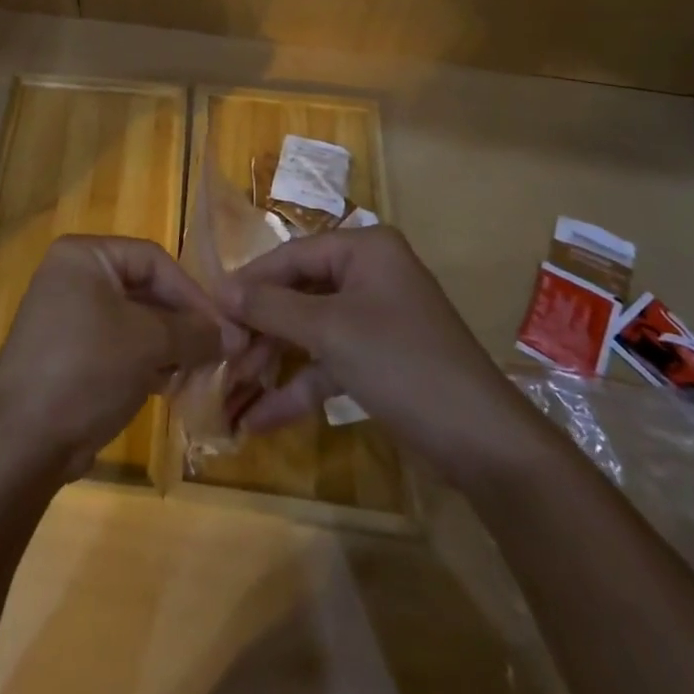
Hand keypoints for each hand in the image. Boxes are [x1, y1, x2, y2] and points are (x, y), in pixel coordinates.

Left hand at [0, 236, 241, 482]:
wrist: (22, 441)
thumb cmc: (87, 368)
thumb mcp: (147, 343)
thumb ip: (193, 332)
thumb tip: (234, 335)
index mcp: (84, 256)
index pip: (152, 260)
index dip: (191, 292)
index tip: (223, 327)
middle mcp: (73, 277)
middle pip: (144, 289)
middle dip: (182, 323)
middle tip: (217, 352)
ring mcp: (68, 317)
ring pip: (134, 321)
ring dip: (168, 345)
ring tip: (198, 373)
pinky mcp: (69, 355)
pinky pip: (118, 346)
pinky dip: (146, 362)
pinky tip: (170, 386)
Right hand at [217, 227, 550, 488]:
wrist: (484, 444)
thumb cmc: (403, 363)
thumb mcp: (330, 331)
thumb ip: (271, 307)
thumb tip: (220, 290)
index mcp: (364, 249)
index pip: (290, 256)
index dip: (249, 283)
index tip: (209, 310)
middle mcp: (368, 275)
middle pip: (297, 294)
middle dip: (259, 329)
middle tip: (222, 355)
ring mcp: (373, 319)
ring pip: (308, 331)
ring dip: (272, 360)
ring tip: (232, 389)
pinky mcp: (377, 360)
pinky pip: (327, 363)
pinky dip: (298, 387)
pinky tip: (260, 418)